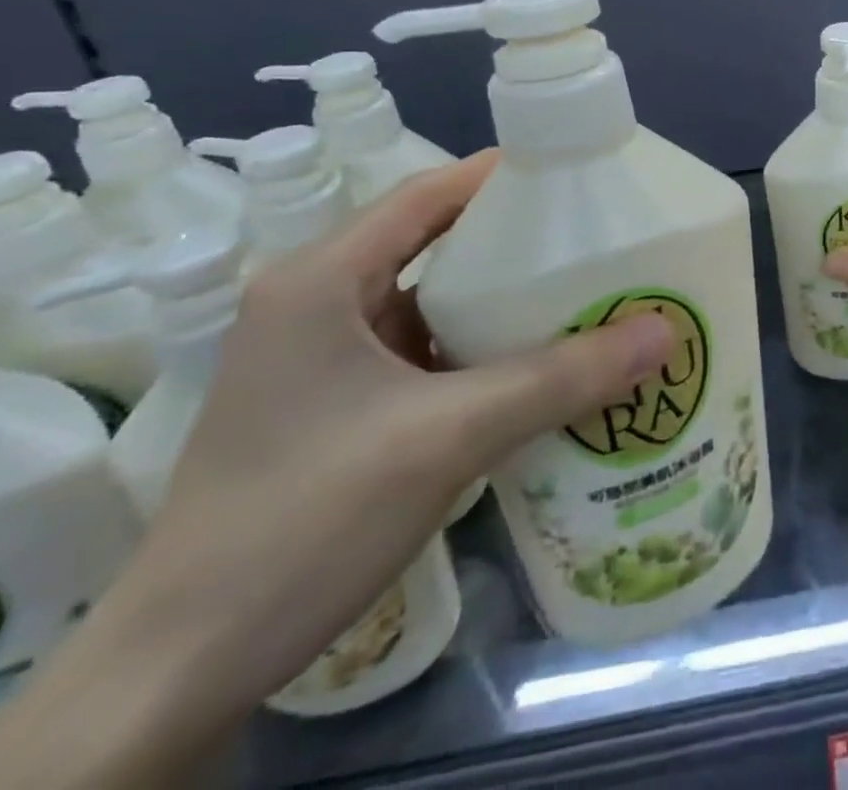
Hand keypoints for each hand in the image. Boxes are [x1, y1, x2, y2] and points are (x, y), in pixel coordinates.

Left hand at [150, 150, 674, 707]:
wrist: (181, 670)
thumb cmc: (304, 518)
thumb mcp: (447, 437)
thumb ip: (560, 379)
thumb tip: (666, 330)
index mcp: (321, 280)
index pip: (426, 195)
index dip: (501, 177)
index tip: (578, 176)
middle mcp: (316, 303)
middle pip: (431, 243)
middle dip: (513, 240)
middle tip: (595, 238)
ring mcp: (322, 359)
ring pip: (428, 301)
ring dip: (497, 299)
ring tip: (580, 294)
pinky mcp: (335, 406)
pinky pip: (421, 351)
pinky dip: (476, 348)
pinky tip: (533, 365)